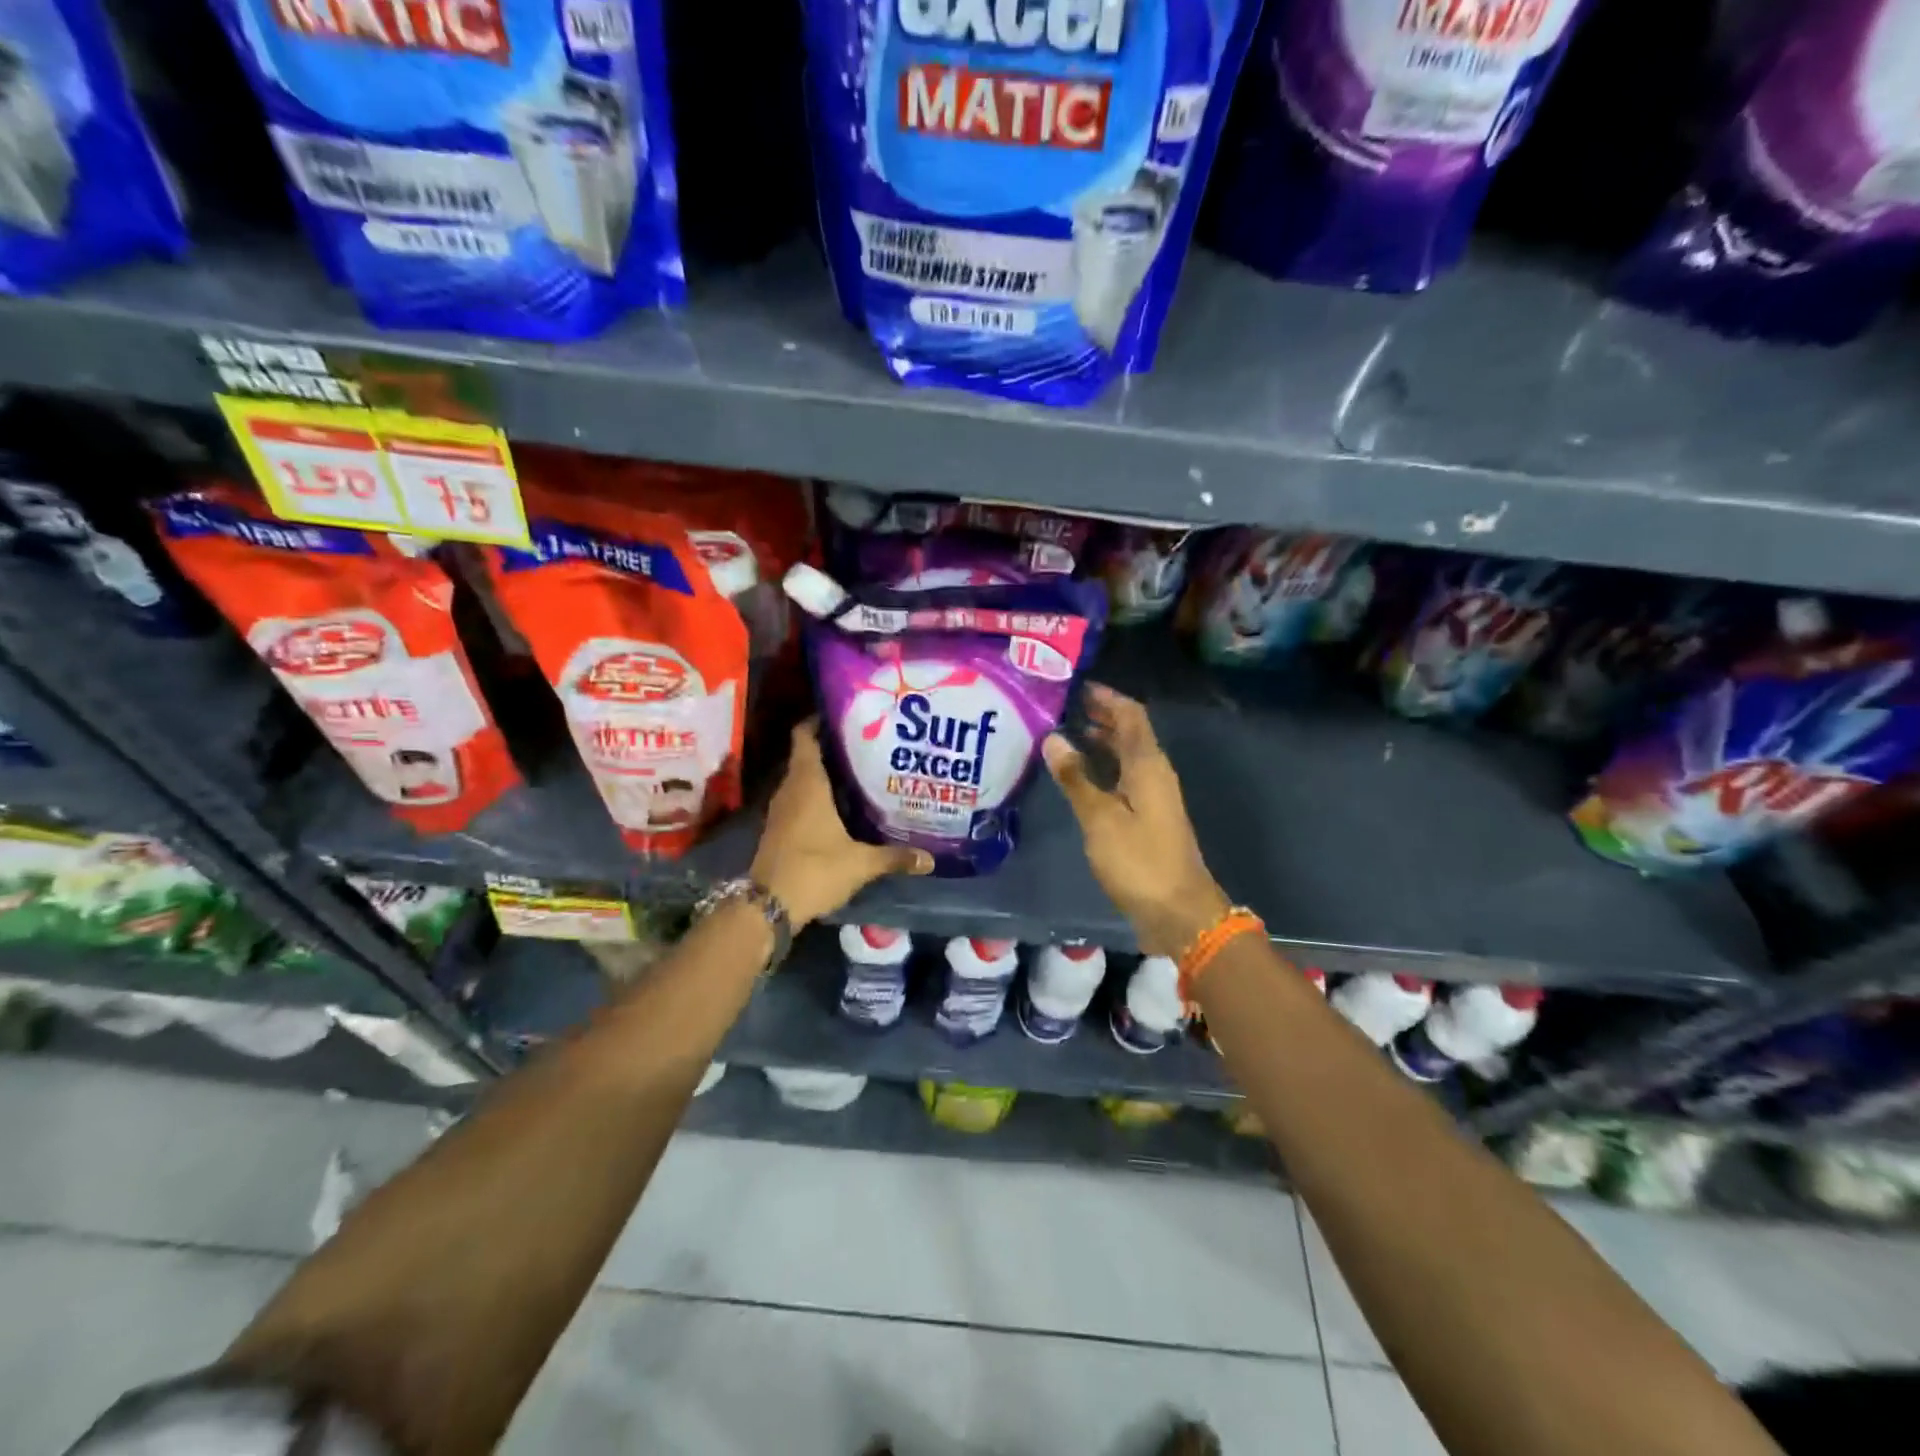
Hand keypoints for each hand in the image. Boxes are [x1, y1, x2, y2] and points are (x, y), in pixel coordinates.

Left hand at [750, 719, 932, 928]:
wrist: (768, 906)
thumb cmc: (814, 870)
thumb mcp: (861, 864)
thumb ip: (895, 857)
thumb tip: (930, 859)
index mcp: (807, 784)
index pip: (804, 737)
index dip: (818, 720)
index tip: (844, 714)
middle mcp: (791, 790)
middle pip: (807, 756)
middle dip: (833, 747)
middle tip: (867, 743)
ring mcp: (782, 810)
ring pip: (803, 780)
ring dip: (825, 773)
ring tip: (860, 770)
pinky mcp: (780, 829)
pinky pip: (800, 800)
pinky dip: (818, 796)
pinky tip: (842, 806)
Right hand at [1044, 684, 1230, 956]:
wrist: (1178, 911)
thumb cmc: (1139, 861)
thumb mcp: (1100, 818)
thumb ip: (1077, 778)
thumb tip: (1054, 738)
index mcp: (1148, 765)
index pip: (1130, 715)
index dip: (1106, 697)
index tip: (1076, 684)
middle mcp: (1154, 773)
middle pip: (1129, 732)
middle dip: (1100, 715)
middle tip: (1062, 706)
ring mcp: (1153, 796)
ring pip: (1126, 756)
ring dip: (1100, 741)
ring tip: (1064, 733)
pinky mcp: (1147, 817)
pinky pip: (1123, 777)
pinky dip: (1102, 767)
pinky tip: (1078, 775)